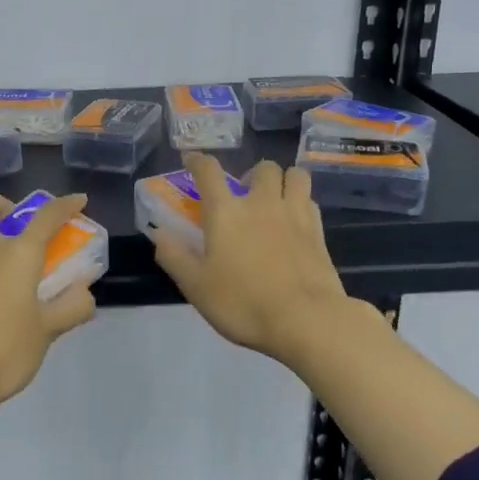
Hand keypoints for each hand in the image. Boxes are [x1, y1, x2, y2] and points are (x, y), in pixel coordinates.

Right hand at [151, 153, 356, 365]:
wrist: (306, 320)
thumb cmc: (243, 303)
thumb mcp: (196, 286)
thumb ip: (174, 256)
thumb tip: (160, 234)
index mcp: (226, 212)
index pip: (209, 172)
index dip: (198, 161)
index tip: (192, 160)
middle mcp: (261, 203)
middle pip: (263, 167)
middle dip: (252, 173)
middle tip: (245, 193)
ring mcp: (295, 214)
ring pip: (295, 175)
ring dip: (284, 179)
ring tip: (275, 197)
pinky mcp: (318, 232)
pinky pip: (310, 201)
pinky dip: (301, 202)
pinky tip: (295, 219)